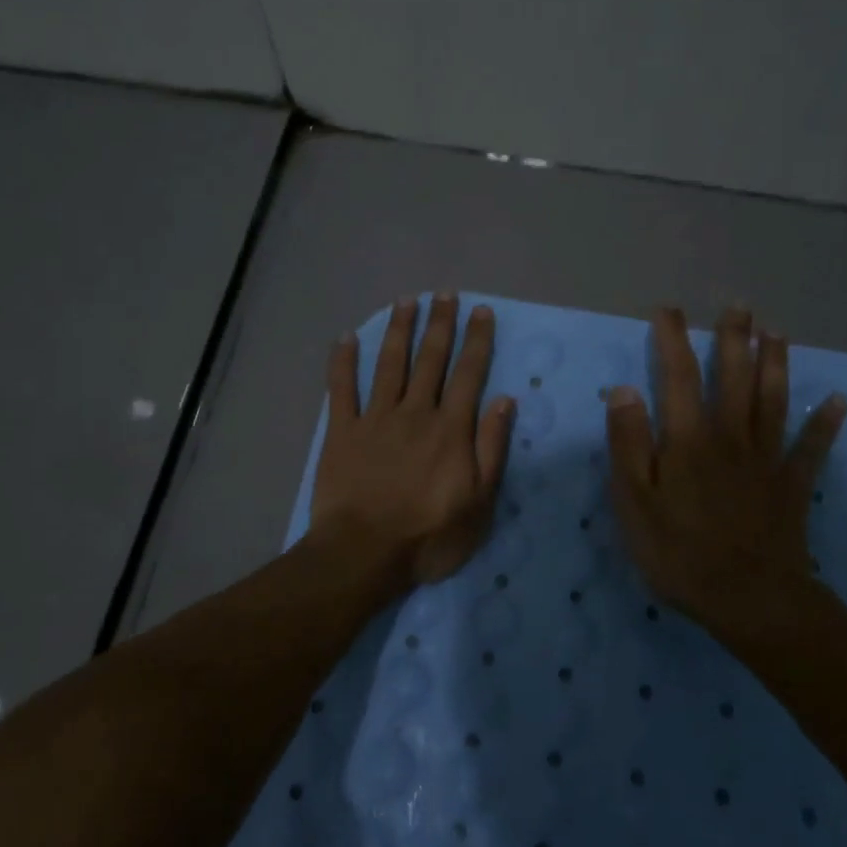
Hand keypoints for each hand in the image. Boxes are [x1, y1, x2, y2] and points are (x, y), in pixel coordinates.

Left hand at [310, 293, 515, 588]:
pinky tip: (345, 338)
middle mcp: (415, 413)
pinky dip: (342, 362)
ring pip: (389, 364)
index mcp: (450, 429)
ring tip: (405, 301)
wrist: (364, 553)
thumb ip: (492, 448)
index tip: (481, 311)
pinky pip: (341, 389)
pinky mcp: (342, 431)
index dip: (477, 341)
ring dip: (398, 330)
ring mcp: (375, 419)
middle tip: (445, 294)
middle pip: (430, 360)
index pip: (468, 374)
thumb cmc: (429, 536)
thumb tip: (505, 400)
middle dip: (439, 324)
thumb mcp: (479, 502)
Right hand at [605, 306, 846, 629]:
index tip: (668, 311)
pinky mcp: (792, 486)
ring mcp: (766, 460)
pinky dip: (825, 424)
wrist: (749, 600)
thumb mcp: (634, 502)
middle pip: (734, 378)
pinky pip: (812, 449)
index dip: (673, 340)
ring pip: (773, 401)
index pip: (678, 377)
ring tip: (778, 332)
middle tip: (738, 306)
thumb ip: (629, 444)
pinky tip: (838, 401)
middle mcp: (730, 437)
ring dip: (776, 364)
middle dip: (734, 340)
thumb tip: (625, 390)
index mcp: (688, 440)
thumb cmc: (679, 553)